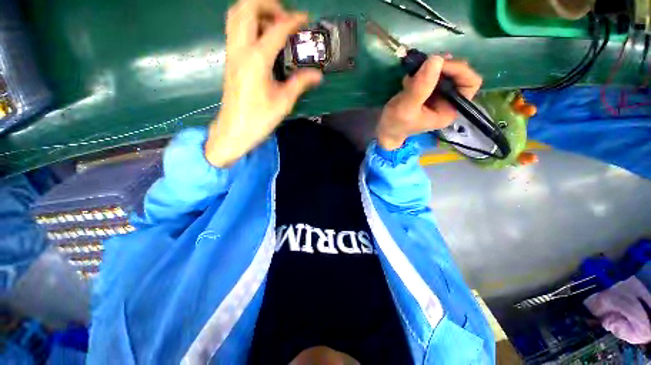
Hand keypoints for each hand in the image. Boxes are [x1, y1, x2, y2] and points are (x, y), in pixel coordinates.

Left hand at [205, 0, 322, 166]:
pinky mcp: (230, 59)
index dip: (293, 20)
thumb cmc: (259, 119)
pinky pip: (235, 28)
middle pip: (246, 7)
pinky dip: (248, 22)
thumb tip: (318, 75)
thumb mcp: (283, 102)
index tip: (306, 19)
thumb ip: (300, 83)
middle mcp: (240, 49)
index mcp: (256, 60)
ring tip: (274, 23)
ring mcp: (232, 52)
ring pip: (236, 14)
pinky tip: (262, 36)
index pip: (276, 29)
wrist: (234, 130)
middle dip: (268, 5)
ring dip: (255, 10)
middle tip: (285, 17)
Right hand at [376, 56, 481, 149]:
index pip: (470, 84)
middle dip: (442, 67)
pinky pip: (432, 73)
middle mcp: (448, 101)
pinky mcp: (427, 91)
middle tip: (424, 64)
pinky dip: (421, 71)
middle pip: (459, 74)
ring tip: (412, 76)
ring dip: (430, 68)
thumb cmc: (395, 124)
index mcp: (449, 110)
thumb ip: (421, 86)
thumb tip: (436, 58)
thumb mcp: (406, 107)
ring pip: (445, 71)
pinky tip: (408, 80)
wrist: (384, 130)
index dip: (459, 70)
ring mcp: (438, 95)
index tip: (439, 64)